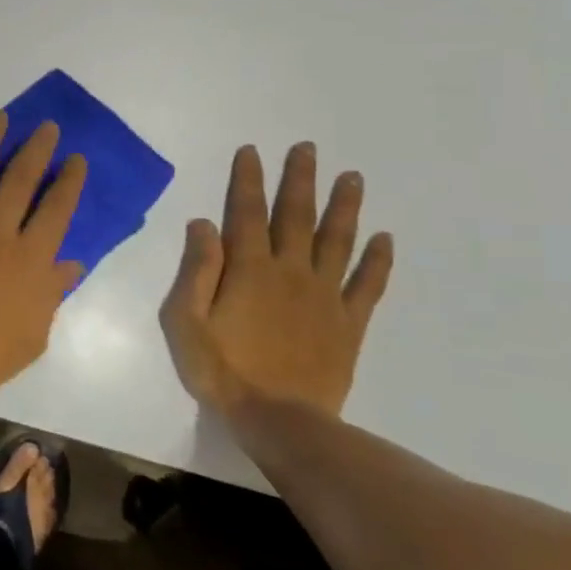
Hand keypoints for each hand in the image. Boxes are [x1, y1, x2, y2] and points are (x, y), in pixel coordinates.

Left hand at [0, 111, 85, 435]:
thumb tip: (71, 262)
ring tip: (0, 116)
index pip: (57, 209)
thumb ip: (52, 293)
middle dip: (36, 148)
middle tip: (45, 126)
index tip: (75, 158)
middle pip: (20, 179)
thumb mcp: (33, 336)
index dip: (69, 180)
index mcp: (30, 261)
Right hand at [161, 142, 392, 418]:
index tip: (253, 151)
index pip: (246, 212)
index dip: (248, 180)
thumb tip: (203, 224)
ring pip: (337, 241)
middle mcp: (290, 272)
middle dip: (300, 180)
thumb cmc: (222, 369)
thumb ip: (196, 270)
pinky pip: (368, 285)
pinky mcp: (348, 323)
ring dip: (344, 207)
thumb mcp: (185, 320)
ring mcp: (324, 296)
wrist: (279, 421)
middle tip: (309, 148)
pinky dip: (377, 261)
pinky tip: (384, 238)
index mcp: (249, 269)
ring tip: (352, 177)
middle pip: (296, 216)